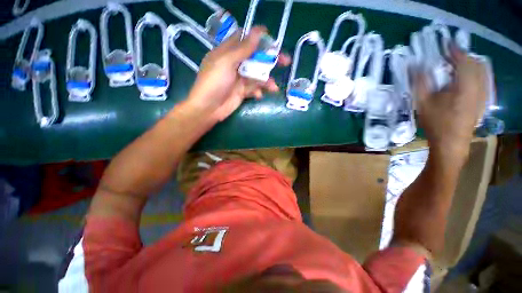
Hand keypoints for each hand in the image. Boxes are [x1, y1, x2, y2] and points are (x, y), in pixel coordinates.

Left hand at [185, 26, 290, 121]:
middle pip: (255, 57)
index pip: (244, 39)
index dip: (257, 37)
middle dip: (270, 59)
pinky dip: (258, 91)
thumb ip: (242, 49)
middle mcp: (234, 64)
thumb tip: (257, 33)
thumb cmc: (214, 82)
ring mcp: (239, 78)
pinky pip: (254, 88)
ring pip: (257, 75)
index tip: (272, 39)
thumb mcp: (226, 62)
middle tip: (286, 61)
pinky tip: (259, 96)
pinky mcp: (242, 91)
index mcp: (227, 52)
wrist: (208, 108)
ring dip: (266, 80)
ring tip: (274, 87)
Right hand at [412, 44, 487, 157]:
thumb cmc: (436, 122)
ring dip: (469, 64)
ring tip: (455, 66)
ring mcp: (483, 94)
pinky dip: (474, 73)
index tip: (445, 43)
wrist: (451, 143)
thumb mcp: (423, 101)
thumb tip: (412, 65)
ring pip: (481, 71)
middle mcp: (479, 86)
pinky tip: (463, 79)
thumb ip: (419, 81)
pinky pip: (483, 80)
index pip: (463, 59)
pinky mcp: (483, 101)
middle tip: (448, 57)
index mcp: (465, 84)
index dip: (454, 49)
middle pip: (475, 63)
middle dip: (462, 56)